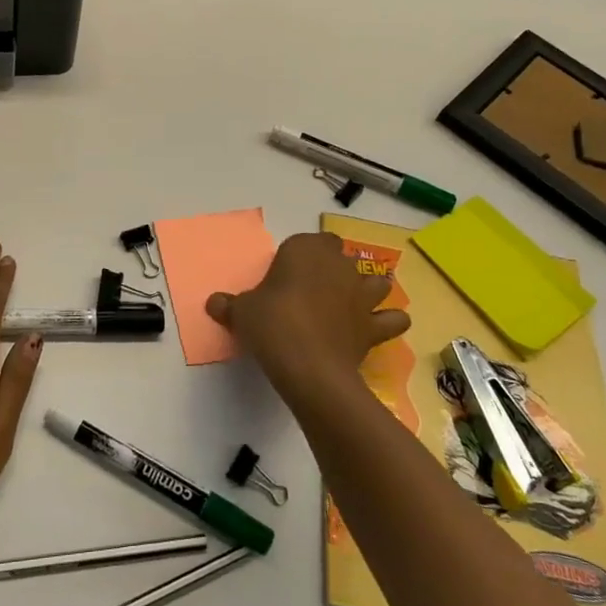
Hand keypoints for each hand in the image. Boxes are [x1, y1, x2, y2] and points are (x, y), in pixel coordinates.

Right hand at [207, 232, 410, 407]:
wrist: (308, 366)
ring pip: (377, 282)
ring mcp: (362, 294)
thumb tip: (213, 303)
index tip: (287, 275)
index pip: (311, 240)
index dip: (302, 255)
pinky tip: (374, 330)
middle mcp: (339, 265)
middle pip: (342, 257)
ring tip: (350, 305)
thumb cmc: (271, 324)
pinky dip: (388, 322)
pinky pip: (392, 319)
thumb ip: (229, 305)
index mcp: (306, 250)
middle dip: (333, 269)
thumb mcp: (241, 312)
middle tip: (311, 291)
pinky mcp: (375, 325)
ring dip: (367, 290)